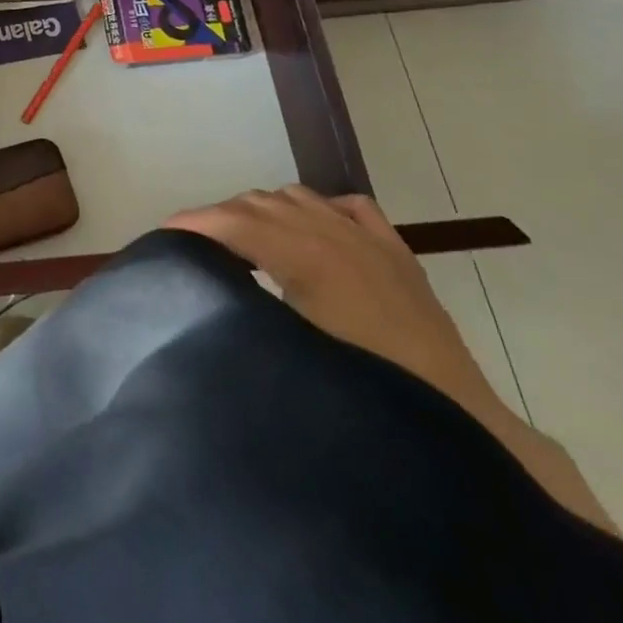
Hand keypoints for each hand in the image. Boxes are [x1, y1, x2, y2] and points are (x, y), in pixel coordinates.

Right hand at [166, 186, 510, 430]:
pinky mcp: (395, 252)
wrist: (462, 424)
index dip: (191, 224)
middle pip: (258, 204)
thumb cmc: (368, 390)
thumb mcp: (291, 349)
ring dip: (262, 211)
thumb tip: (202, 286)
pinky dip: (316, 209)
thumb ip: (244, 305)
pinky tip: (306, 230)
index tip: (161, 237)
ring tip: (241, 241)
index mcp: (305, 254)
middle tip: (191, 246)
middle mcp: (333, 231)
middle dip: (218, 218)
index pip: (232, 222)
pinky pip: (346, 206)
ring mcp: (368, 238)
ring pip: (297, 197)